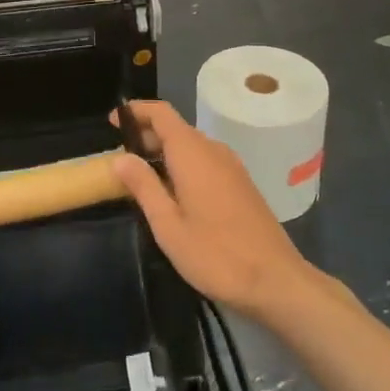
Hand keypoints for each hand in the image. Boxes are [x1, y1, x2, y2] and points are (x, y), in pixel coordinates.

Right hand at [111, 100, 318, 323]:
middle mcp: (213, 150)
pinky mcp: (241, 182)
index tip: (114, 122)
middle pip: (176, 128)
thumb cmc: (215, 254)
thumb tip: (120, 158)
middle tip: (121, 158)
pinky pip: (205, 160)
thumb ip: (144, 187)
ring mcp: (231, 165)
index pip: (161, 113)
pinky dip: (183, 164)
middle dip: (147, 135)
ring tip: (142, 177)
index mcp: (193, 153)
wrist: (275, 279)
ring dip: (165, 151)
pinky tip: (174, 192)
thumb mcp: (168, 225)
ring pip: (191, 145)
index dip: (136, 111)